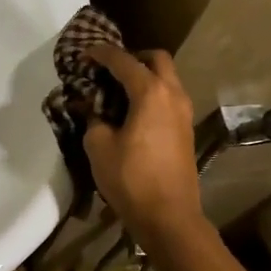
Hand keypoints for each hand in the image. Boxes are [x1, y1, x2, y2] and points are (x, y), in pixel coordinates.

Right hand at [81, 45, 204, 243]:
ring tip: (117, 91)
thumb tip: (93, 111)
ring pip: (167, 79)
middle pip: (156, 59)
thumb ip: (93, 120)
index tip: (84, 54)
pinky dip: (151, 94)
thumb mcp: (99, 147)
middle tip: (109, 69)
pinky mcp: (185, 131)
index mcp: (150, 92)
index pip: (123, 61)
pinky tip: (131, 112)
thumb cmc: (131, 178)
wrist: (169, 216)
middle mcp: (173, 95)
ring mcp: (184, 113)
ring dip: (144, 77)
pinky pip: (168, 98)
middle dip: (132, 57)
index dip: (102, 53)